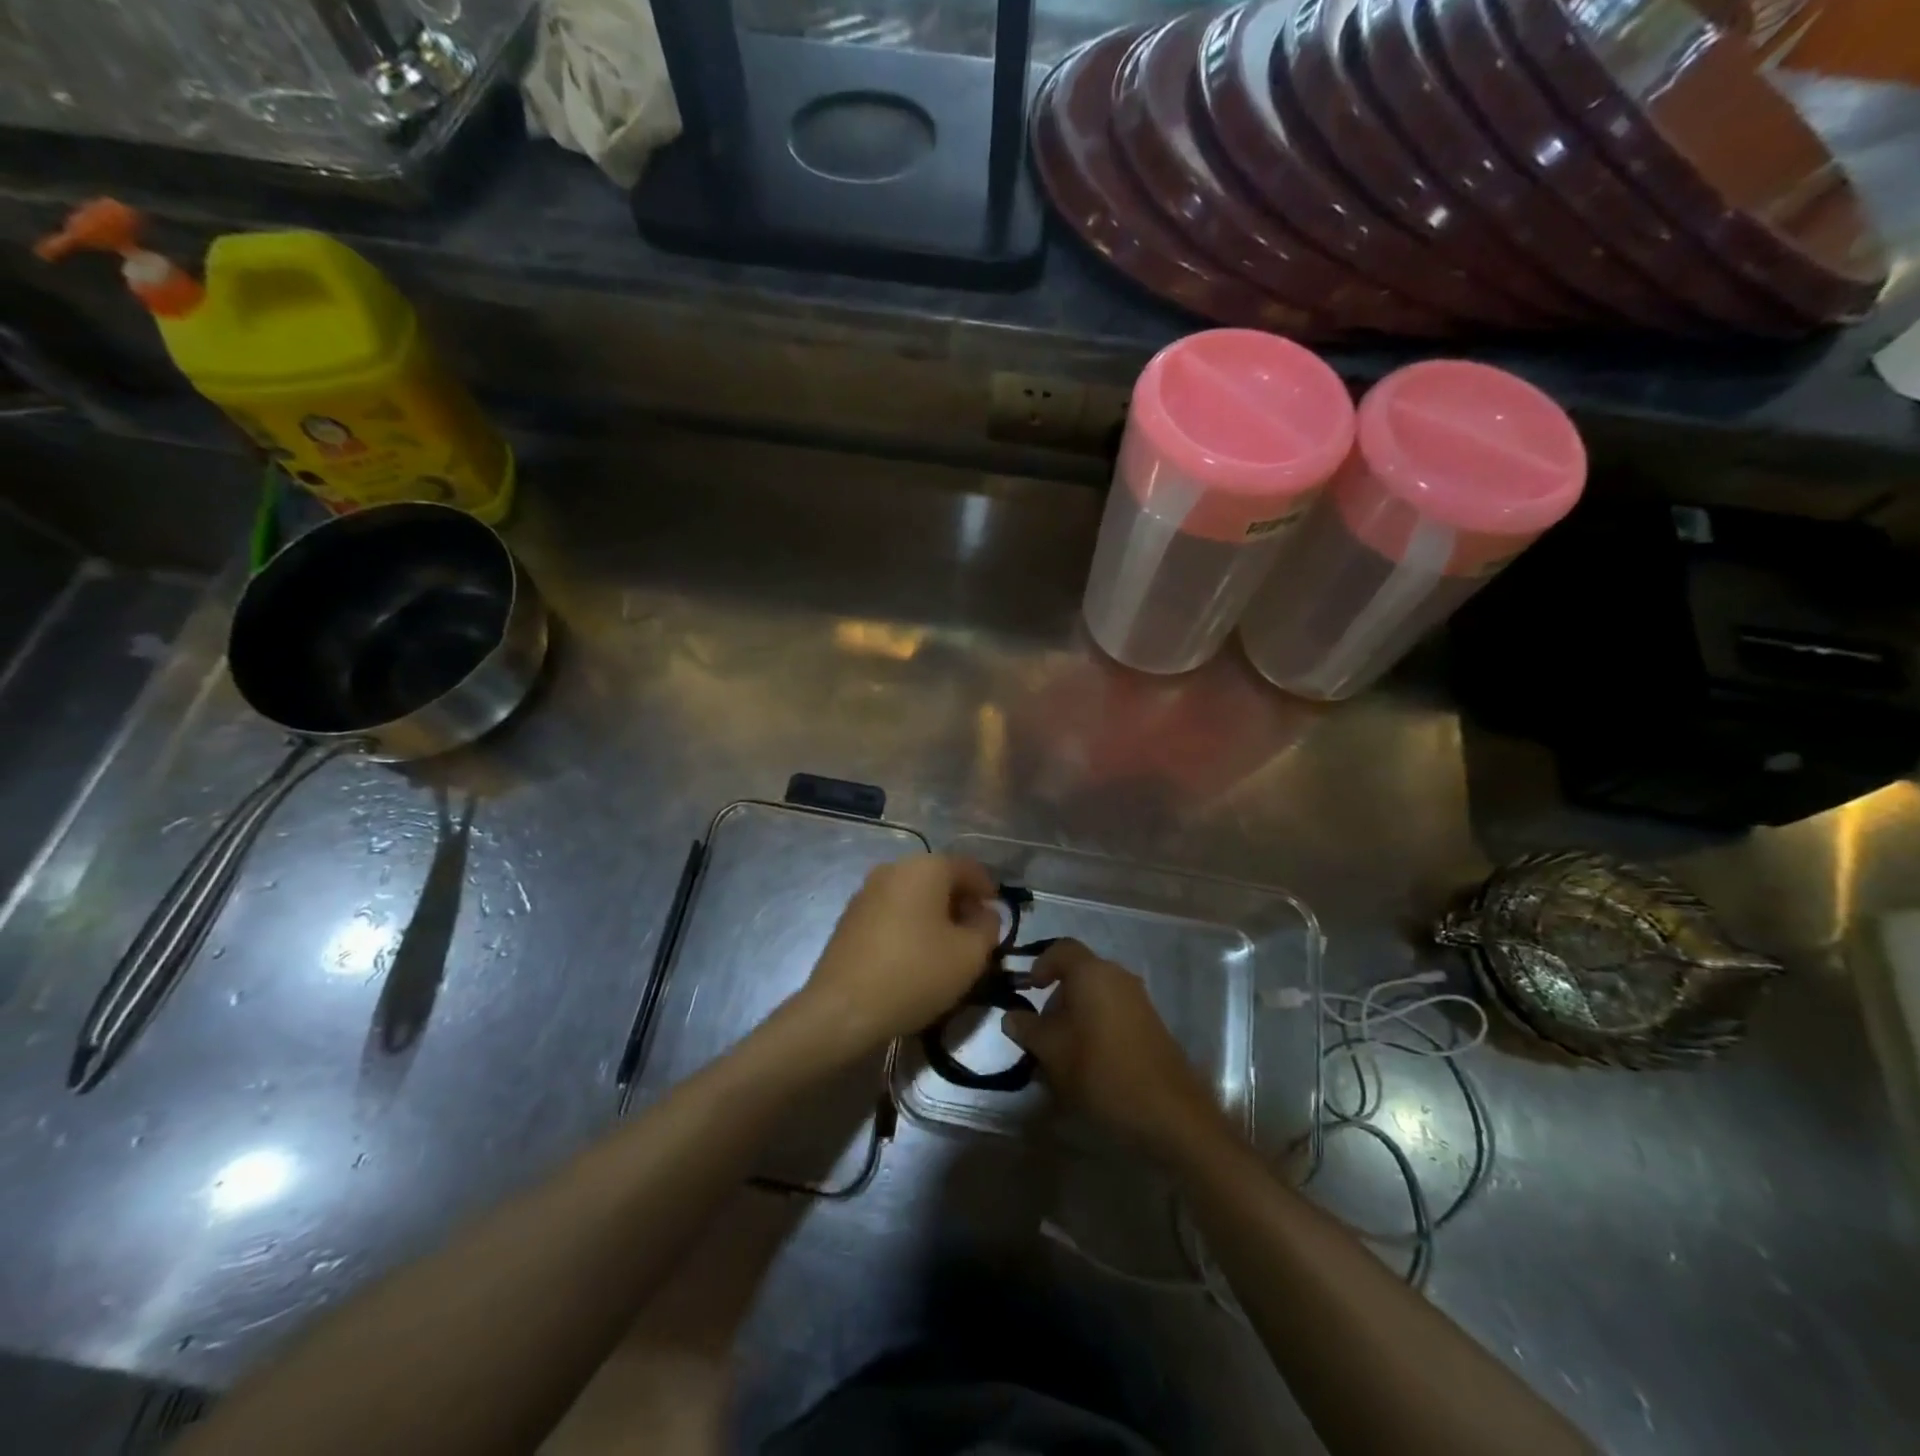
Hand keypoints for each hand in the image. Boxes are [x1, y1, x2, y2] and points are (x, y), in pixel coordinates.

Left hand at [793, 855, 1001, 1061]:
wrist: (843, 1009)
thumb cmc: (915, 974)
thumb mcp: (970, 955)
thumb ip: (988, 927)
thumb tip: (985, 913)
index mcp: (925, 867)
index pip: (968, 867)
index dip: (988, 890)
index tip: (997, 916)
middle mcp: (893, 868)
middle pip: (938, 878)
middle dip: (961, 902)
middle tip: (975, 935)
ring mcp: (866, 891)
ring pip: (914, 895)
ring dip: (934, 914)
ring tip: (946, 949)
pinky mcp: (850, 917)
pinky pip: (892, 911)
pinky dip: (910, 924)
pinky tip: (914, 955)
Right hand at [1003, 940, 1229, 1157]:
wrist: (1169, 1112)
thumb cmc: (1101, 1072)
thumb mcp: (1052, 1052)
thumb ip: (1027, 1029)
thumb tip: (1011, 1016)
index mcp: (1092, 973)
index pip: (1061, 949)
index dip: (1040, 964)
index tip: (1027, 990)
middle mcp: (1118, 976)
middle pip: (1079, 974)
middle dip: (1055, 999)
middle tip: (1041, 1034)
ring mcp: (1139, 1000)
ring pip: (1096, 996)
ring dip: (1075, 1017)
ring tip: (1062, 1055)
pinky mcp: (1151, 1024)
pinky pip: (1113, 1013)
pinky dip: (1095, 1028)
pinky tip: (1089, 1064)